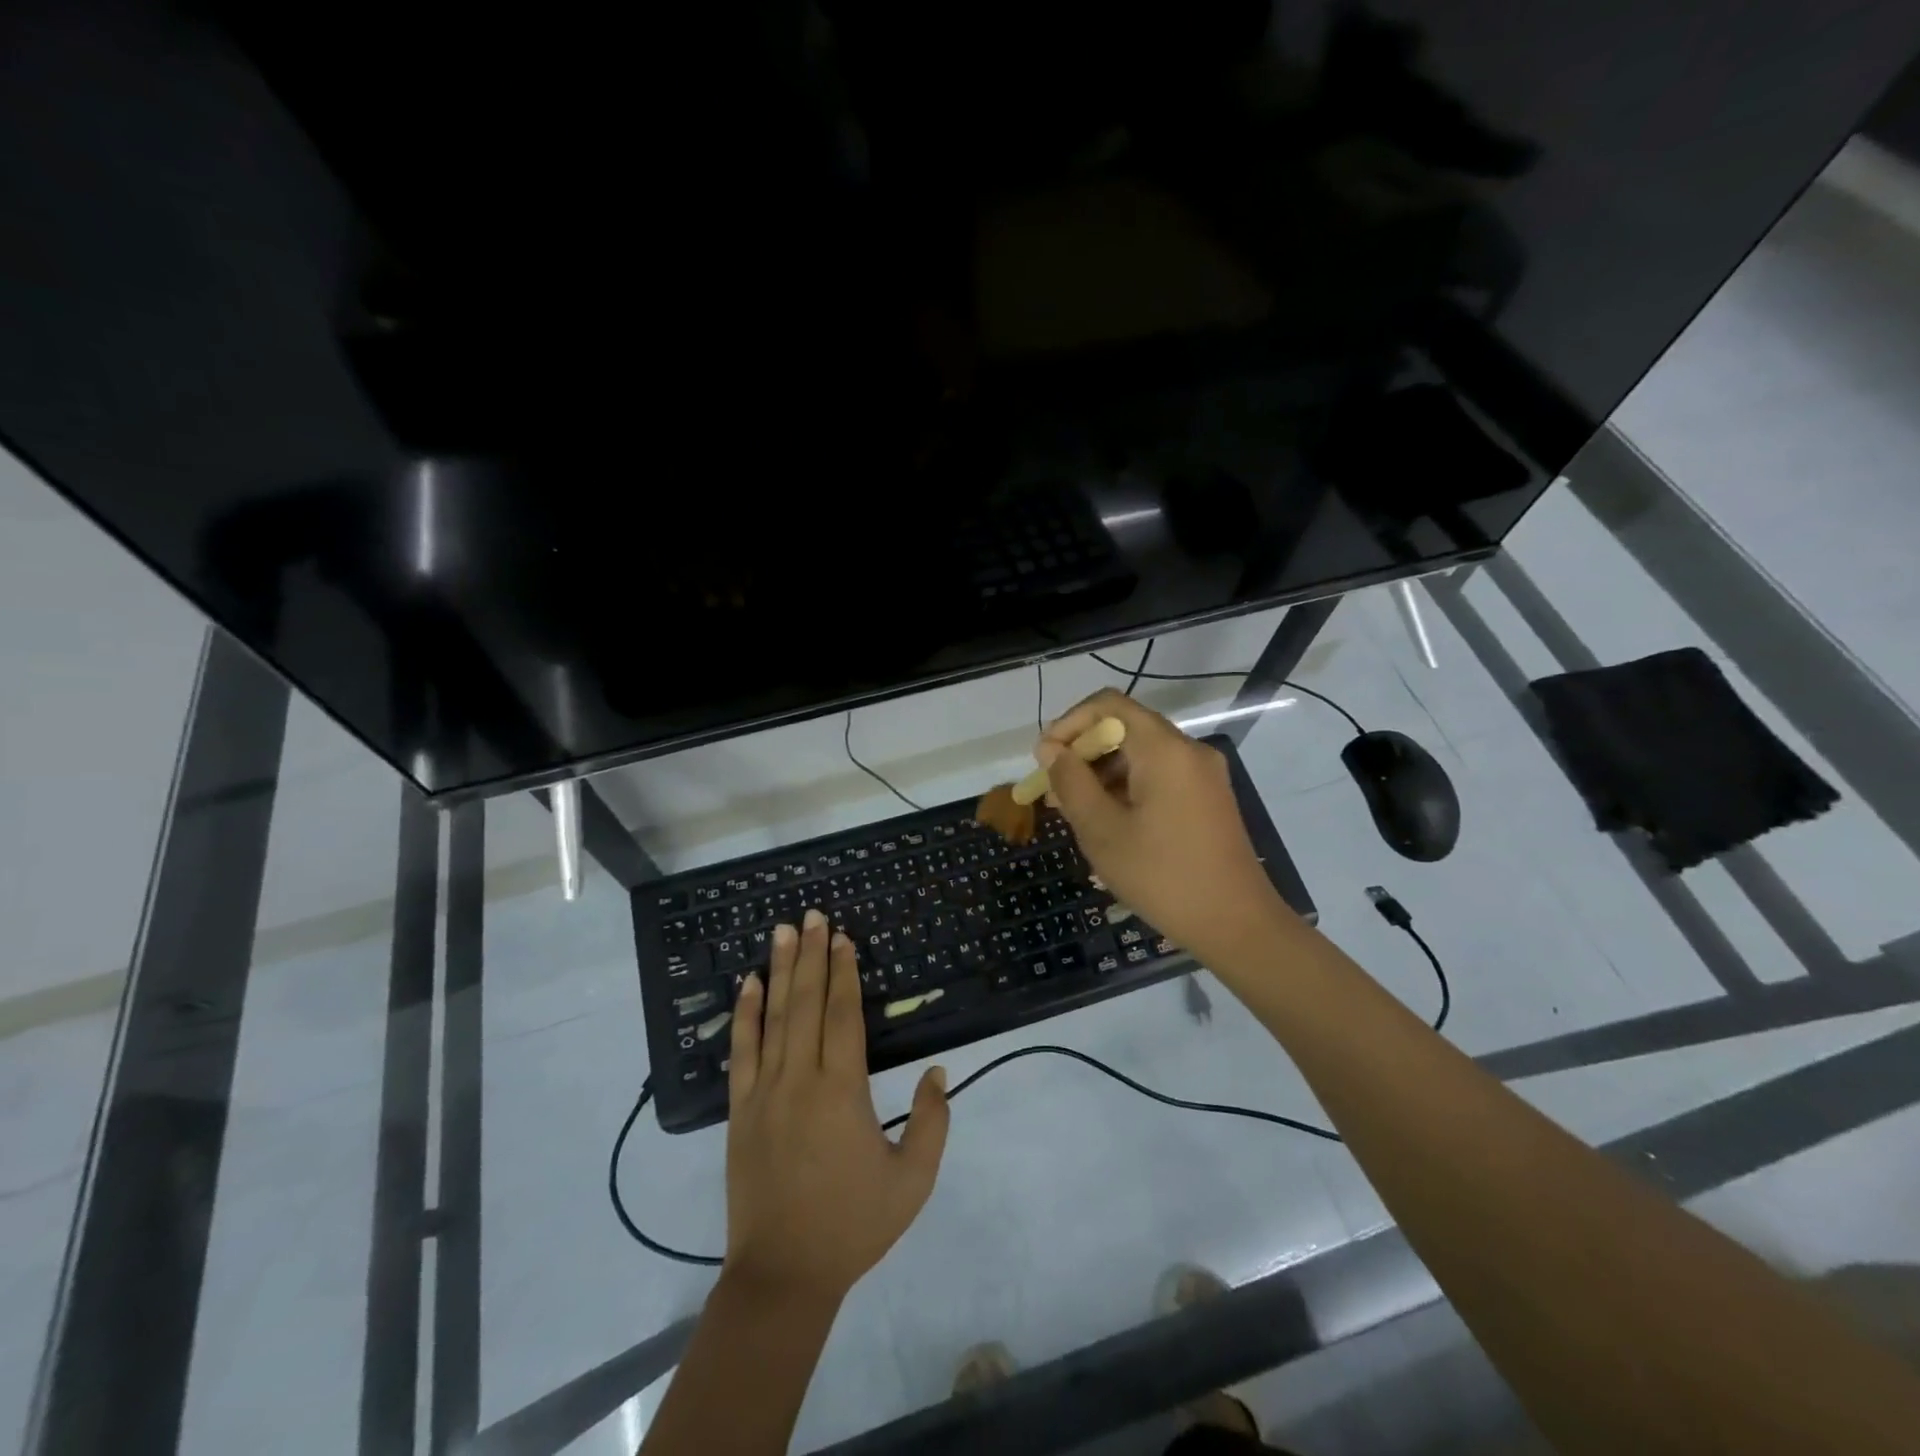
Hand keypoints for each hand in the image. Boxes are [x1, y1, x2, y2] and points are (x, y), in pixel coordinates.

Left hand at [724, 909, 949, 1305]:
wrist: (783, 1275)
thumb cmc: (853, 1226)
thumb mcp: (912, 1182)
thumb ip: (932, 1123)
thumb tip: (939, 1073)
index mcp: (842, 1091)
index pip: (842, 1015)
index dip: (844, 973)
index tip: (843, 938)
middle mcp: (800, 1080)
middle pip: (806, 1003)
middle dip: (812, 955)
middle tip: (813, 915)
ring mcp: (764, 1093)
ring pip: (773, 1018)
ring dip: (780, 970)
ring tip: (783, 931)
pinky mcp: (739, 1110)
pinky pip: (741, 1052)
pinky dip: (744, 1014)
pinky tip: (748, 984)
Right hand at [1039, 690, 1297, 965]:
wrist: (1237, 925)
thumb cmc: (1162, 876)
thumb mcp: (1102, 830)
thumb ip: (1071, 782)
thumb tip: (1050, 749)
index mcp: (1165, 750)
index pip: (1109, 705)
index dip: (1069, 723)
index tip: (1046, 759)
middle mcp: (1188, 751)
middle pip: (1125, 728)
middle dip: (1083, 753)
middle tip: (1053, 791)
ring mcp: (1203, 775)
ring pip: (1141, 754)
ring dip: (1102, 773)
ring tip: (1073, 811)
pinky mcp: (1208, 798)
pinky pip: (1159, 776)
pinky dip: (1127, 788)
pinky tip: (1107, 822)